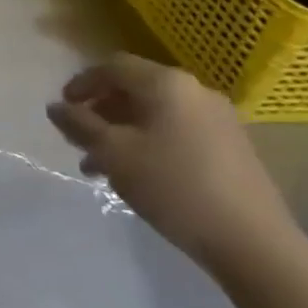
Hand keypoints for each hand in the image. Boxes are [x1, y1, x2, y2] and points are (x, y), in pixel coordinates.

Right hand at [47, 53, 301, 269]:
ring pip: (154, 114)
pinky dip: (147, 142)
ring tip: (100, 165)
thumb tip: (56, 107)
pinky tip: (136, 174)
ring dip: (121, 131)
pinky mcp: (230, 146)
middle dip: (100, 111)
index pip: (113, 67)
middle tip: (78, 139)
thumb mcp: (112, 153)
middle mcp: (195, 91)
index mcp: (166, 84)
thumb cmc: (172, 185)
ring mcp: (218, 119)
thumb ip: (79, 125)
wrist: (251, 240)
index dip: (82, 83)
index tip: (62, 109)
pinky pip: (176, 131)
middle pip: (135, 89)